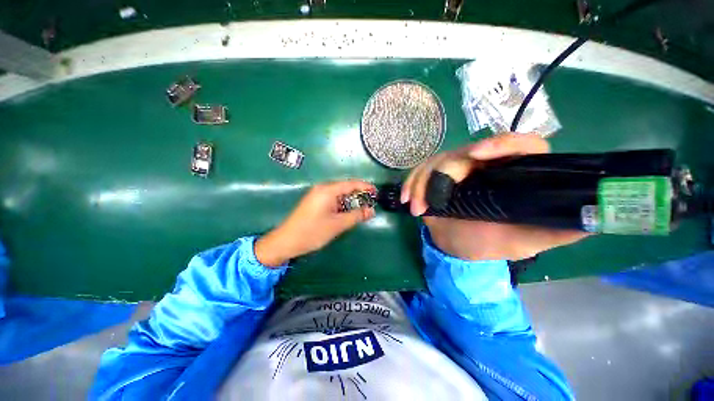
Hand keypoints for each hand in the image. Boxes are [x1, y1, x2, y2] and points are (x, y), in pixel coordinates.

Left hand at [255, 181, 375, 266]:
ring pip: (339, 193)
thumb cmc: (313, 232)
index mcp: (328, 190)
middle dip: (358, 194)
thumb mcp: (338, 225)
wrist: (286, 241)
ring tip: (361, 209)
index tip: (376, 192)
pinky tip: (347, 212)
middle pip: (345, 187)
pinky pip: (332, 198)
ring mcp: (317, 194)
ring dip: (350, 200)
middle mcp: (322, 188)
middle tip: (370, 203)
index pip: (351, 184)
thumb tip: (372, 210)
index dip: (365, 186)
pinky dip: (342, 204)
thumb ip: (356, 216)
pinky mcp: (314, 201)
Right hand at [400, 133, 590, 260]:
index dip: (500, 144)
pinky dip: (411, 184)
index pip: (519, 145)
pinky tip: (406, 199)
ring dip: (422, 184)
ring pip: (436, 161)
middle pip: (465, 151)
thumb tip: (596, 216)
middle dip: (445, 172)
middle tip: (433, 199)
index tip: (478, 155)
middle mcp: (485, 165)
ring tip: (416, 208)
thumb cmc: (490, 243)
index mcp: (514, 174)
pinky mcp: (435, 175)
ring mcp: (457, 168)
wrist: (457, 246)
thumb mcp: (525, 241)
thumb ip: (557, 230)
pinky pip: (420, 172)